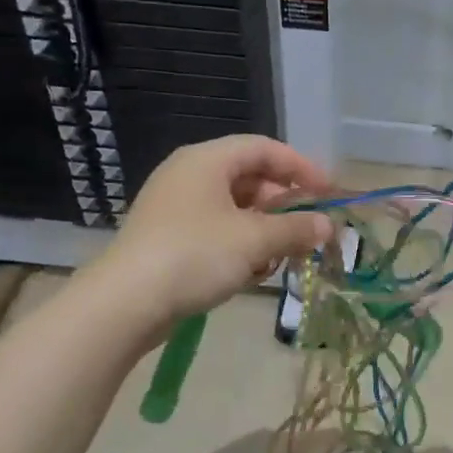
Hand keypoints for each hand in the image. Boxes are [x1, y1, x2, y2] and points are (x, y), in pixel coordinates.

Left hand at [97, 136, 333, 337]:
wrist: (125, 303)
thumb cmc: (195, 255)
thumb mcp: (254, 240)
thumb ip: (295, 229)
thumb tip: (328, 226)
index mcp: (207, 160)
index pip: (264, 148)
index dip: (300, 166)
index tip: (328, 192)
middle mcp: (189, 175)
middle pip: (250, 178)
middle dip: (283, 204)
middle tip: (308, 228)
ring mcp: (175, 207)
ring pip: (234, 208)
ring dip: (263, 230)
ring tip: (280, 256)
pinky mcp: (168, 237)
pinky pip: (216, 229)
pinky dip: (239, 244)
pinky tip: (250, 272)